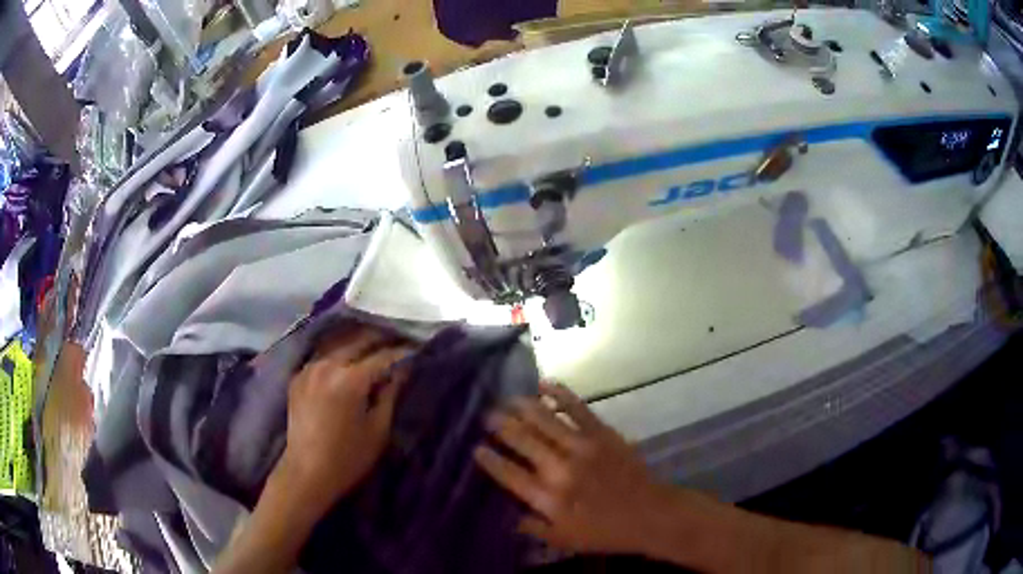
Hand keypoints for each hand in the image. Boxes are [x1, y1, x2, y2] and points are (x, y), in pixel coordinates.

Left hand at [277, 326, 414, 509]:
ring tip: (375, 351)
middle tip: (397, 346)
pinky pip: (323, 358)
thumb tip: (402, 370)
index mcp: (350, 380)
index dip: (401, 353)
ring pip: (339, 346)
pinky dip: (339, 356)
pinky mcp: (298, 377)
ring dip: (358, 346)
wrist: (307, 473)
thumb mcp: (378, 429)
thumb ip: (390, 394)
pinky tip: (348, 364)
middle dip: (380, 341)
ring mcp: (309, 369)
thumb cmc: (348, 458)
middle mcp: (327, 366)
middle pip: (358, 342)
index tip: (415, 351)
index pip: (382, 356)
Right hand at [474, 382, 672, 554]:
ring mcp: (582, 447)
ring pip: (544, 420)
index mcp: (548, 497)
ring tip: (507, 399)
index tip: (476, 448)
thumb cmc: (605, 532)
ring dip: (522, 407)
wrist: (649, 514)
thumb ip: (533, 528)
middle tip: (486, 415)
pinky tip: (545, 385)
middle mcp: (560, 468)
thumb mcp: (564, 539)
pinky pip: (578, 409)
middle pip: (522, 441)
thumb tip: (508, 517)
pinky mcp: (602, 433)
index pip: (509, 474)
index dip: (490, 460)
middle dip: (500, 426)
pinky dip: (560, 394)